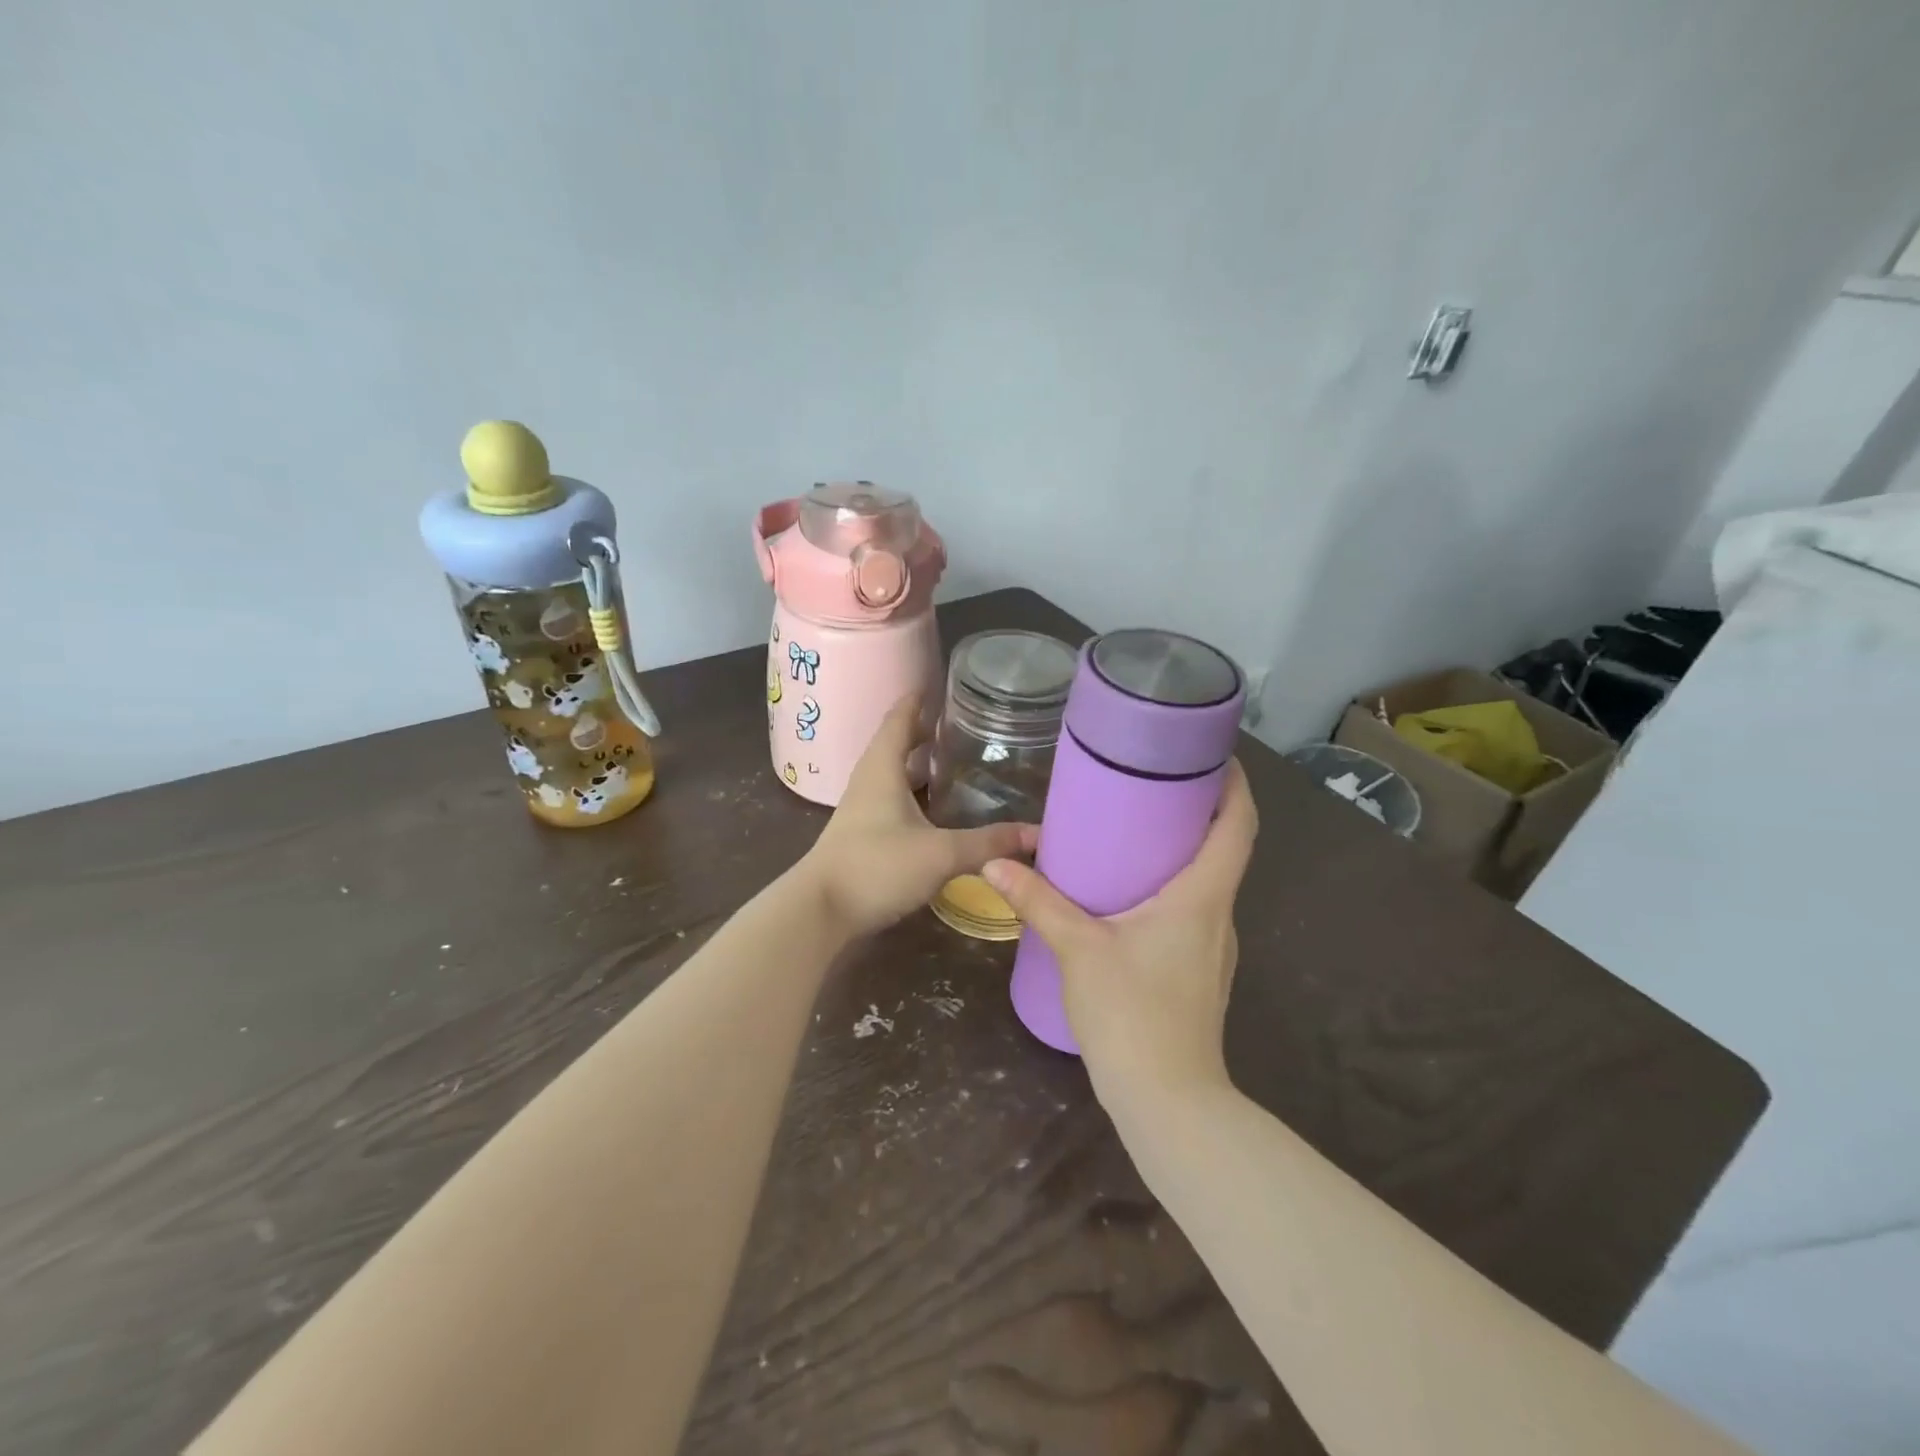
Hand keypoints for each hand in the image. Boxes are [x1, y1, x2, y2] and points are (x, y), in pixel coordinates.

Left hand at [800, 695, 1037, 938]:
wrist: (821, 912)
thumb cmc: (876, 867)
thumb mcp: (940, 853)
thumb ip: (988, 843)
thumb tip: (1038, 833)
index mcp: (882, 768)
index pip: (900, 718)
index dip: (919, 699)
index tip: (942, 684)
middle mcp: (869, 781)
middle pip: (896, 743)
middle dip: (924, 730)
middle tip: (961, 722)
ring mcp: (862, 809)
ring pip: (893, 773)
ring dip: (918, 762)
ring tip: (954, 759)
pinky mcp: (863, 835)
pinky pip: (893, 800)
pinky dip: (914, 793)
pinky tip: (936, 808)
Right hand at [982, 760, 1257, 1098]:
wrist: (1168, 1101)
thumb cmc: (1132, 1013)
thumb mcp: (1078, 949)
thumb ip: (1038, 902)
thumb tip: (996, 863)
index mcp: (1202, 897)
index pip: (1239, 826)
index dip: (1234, 784)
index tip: (1210, 754)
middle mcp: (1219, 916)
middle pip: (1225, 849)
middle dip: (1198, 810)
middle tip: (1153, 782)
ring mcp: (1215, 948)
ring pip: (1208, 883)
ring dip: (1183, 852)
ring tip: (1136, 831)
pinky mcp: (1200, 972)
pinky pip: (1194, 912)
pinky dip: (1173, 887)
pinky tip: (1131, 895)